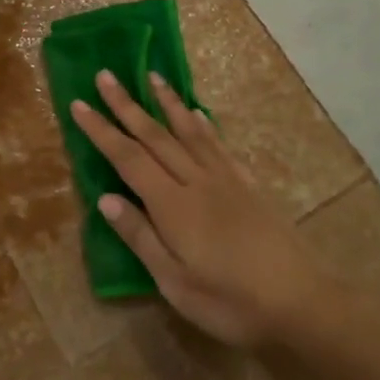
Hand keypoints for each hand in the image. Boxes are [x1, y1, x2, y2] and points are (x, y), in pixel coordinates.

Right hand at [70, 72, 324, 347]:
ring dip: (167, 102)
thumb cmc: (230, 301)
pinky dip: (203, 125)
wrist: (301, 303)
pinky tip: (197, 114)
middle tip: (105, 75)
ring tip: (151, 76)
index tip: (79, 103)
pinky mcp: (248, 186)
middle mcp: (197, 181)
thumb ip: (140, 236)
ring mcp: (226, 180)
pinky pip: (219, 146)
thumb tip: (106, 199)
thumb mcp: (174, 282)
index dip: (101, 130)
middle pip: (155, 135)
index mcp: (172, 205)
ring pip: (189, 132)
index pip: (128, 158)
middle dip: (126, 105)